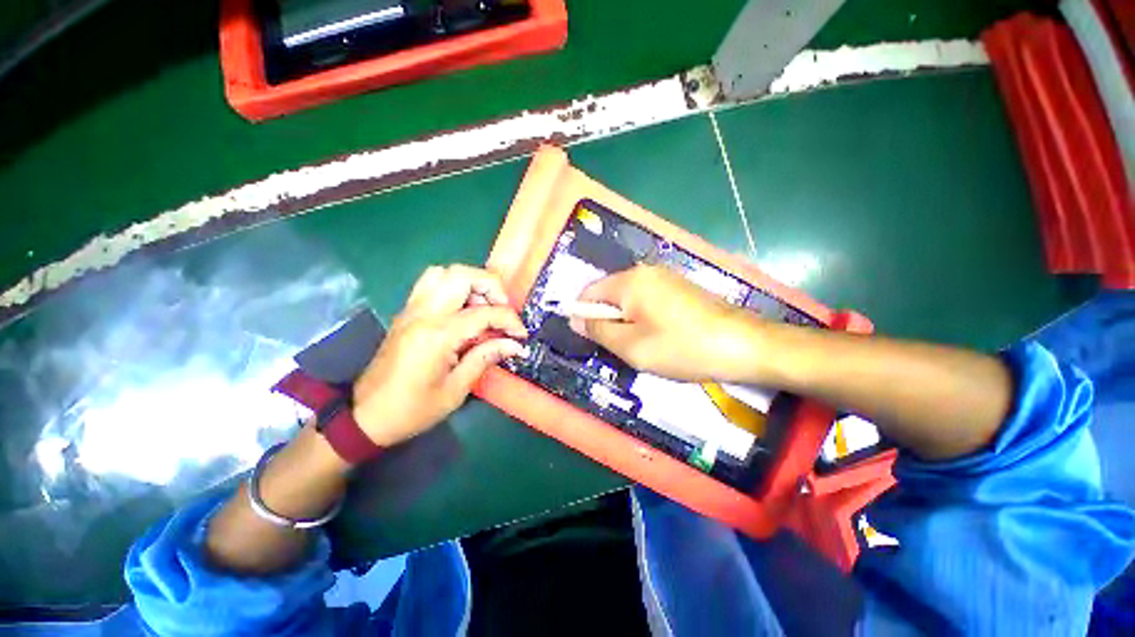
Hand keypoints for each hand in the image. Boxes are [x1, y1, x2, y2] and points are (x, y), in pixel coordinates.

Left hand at [352, 265, 526, 446]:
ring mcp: (411, 310)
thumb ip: (486, 358)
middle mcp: (423, 314)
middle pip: (461, 275)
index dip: (510, 320)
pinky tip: (463, 310)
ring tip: (483, 306)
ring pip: (443, 272)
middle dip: (491, 286)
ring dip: (470, 283)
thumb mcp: (456, 390)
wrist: (365, 416)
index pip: (484, 313)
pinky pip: (431, 283)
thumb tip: (515, 345)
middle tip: (502, 309)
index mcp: (438, 335)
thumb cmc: (412, 409)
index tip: (520, 335)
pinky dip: (453, 287)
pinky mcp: (406, 313)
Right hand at [570, 265, 760, 381]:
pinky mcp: (680, 288)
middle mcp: (645, 271)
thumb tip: (575, 319)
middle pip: (609, 295)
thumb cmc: (682, 347)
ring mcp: (665, 278)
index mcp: (629, 281)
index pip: (589, 292)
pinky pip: (648, 301)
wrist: (744, 345)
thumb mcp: (631, 346)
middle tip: (623, 349)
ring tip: (644, 346)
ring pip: (629, 300)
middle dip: (609, 321)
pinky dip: (645, 319)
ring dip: (627, 322)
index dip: (583, 316)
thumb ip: (598, 331)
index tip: (593, 342)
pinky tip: (662, 337)